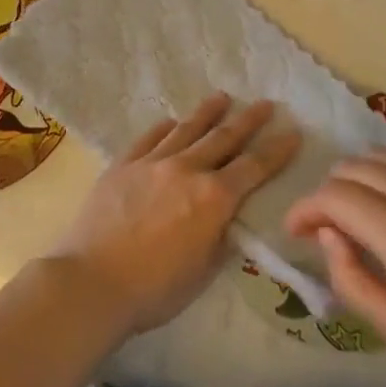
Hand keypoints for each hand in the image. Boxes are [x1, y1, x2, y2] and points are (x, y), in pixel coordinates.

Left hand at [48, 94, 300, 337]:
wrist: (92, 281)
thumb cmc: (155, 289)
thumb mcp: (203, 272)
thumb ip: (220, 239)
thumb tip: (226, 219)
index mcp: (214, 198)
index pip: (254, 167)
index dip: (277, 150)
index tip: (293, 132)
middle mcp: (187, 170)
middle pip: (224, 138)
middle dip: (248, 120)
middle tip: (265, 104)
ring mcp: (152, 163)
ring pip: (186, 129)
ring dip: (207, 112)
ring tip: (222, 97)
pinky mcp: (123, 165)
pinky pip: (148, 138)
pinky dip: (163, 128)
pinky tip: (170, 121)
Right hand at [284, 153, 385, 386]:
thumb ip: (353, 282)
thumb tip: (329, 238)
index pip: (337, 197)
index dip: (306, 209)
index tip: (295, 233)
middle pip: (353, 169)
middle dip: (325, 195)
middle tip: (322, 233)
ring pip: (379, 157)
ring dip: (353, 179)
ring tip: (349, 216)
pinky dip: (382, 170)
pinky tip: (383, 199)